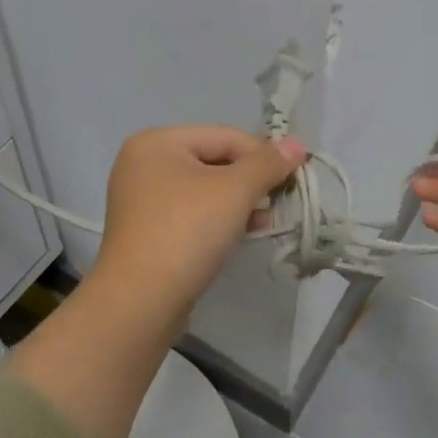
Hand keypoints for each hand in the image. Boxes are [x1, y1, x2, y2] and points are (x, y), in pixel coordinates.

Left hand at [93, 125, 307, 329]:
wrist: (140, 301)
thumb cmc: (187, 232)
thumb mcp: (235, 191)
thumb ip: (267, 164)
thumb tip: (296, 144)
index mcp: (157, 142)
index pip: (224, 137)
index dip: (263, 154)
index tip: (295, 177)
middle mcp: (143, 164)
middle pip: (213, 161)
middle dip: (251, 181)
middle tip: (280, 201)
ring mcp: (141, 200)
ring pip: (204, 190)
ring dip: (239, 203)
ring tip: (266, 221)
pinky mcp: (146, 232)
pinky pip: (191, 214)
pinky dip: (218, 220)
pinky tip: (241, 235)